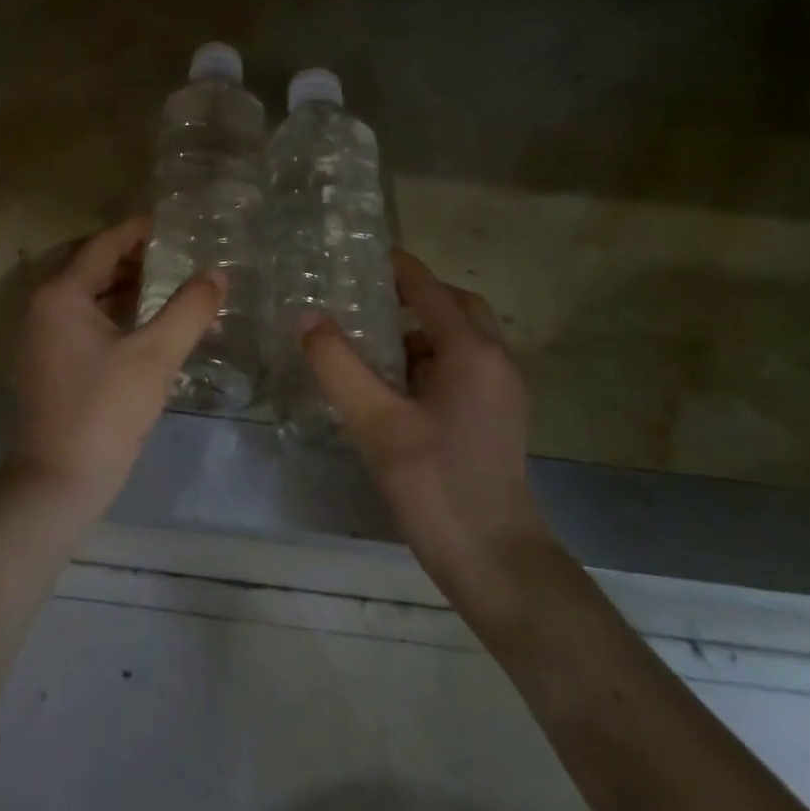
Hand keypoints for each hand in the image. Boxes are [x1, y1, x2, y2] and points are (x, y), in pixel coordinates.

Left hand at [10, 217, 225, 520]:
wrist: (58, 479)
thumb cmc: (106, 409)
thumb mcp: (156, 355)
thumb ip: (189, 309)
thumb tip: (217, 275)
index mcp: (61, 294)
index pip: (102, 245)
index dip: (136, 231)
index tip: (169, 223)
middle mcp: (42, 307)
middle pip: (88, 265)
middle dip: (128, 256)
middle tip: (171, 253)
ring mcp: (39, 337)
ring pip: (83, 294)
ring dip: (119, 284)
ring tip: (163, 283)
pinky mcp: (45, 362)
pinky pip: (78, 319)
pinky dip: (108, 311)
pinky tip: (140, 323)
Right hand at [301, 250, 545, 597]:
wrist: (494, 559)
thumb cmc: (434, 484)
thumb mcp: (375, 422)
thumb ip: (338, 365)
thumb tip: (307, 317)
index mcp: (471, 353)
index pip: (430, 291)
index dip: (399, 268)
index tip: (365, 252)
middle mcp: (495, 362)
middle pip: (457, 307)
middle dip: (417, 295)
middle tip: (369, 297)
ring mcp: (502, 391)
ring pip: (462, 338)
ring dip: (423, 329)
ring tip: (372, 340)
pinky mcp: (497, 416)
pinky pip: (464, 366)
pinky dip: (431, 358)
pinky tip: (395, 383)